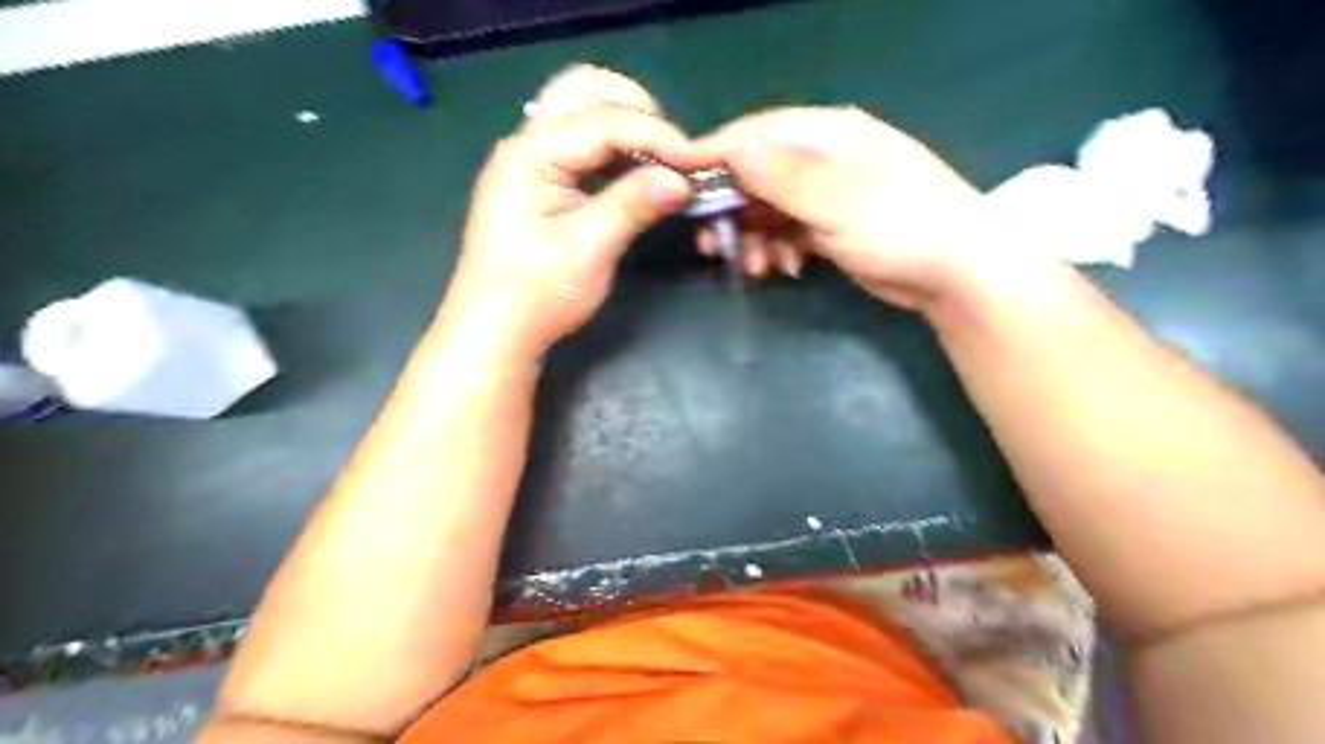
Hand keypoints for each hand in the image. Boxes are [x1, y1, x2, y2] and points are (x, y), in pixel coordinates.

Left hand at [438, 105, 702, 356]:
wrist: (495, 333)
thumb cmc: (536, 295)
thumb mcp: (590, 248)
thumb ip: (634, 204)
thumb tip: (683, 179)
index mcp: (530, 153)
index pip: (603, 120)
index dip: (655, 135)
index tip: (695, 161)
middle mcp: (528, 144)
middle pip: (588, 95)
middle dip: (639, 116)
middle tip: (674, 156)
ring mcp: (532, 163)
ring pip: (586, 118)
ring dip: (628, 132)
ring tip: (663, 166)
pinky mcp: (541, 184)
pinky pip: (583, 149)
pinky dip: (615, 154)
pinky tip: (638, 178)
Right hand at [697, 104, 1017, 306]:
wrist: (955, 274)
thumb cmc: (900, 225)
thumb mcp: (838, 198)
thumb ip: (782, 174)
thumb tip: (729, 148)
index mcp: (827, 134)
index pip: (757, 134)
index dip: (716, 155)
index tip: (679, 182)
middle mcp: (823, 159)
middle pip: (758, 174)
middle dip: (733, 209)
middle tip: (711, 244)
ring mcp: (827, 195)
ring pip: (769, 209)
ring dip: (754, 237)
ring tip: (754, 267)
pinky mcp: (831, 227)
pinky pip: (788, 232)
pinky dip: (778, 249)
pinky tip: (783, 269)